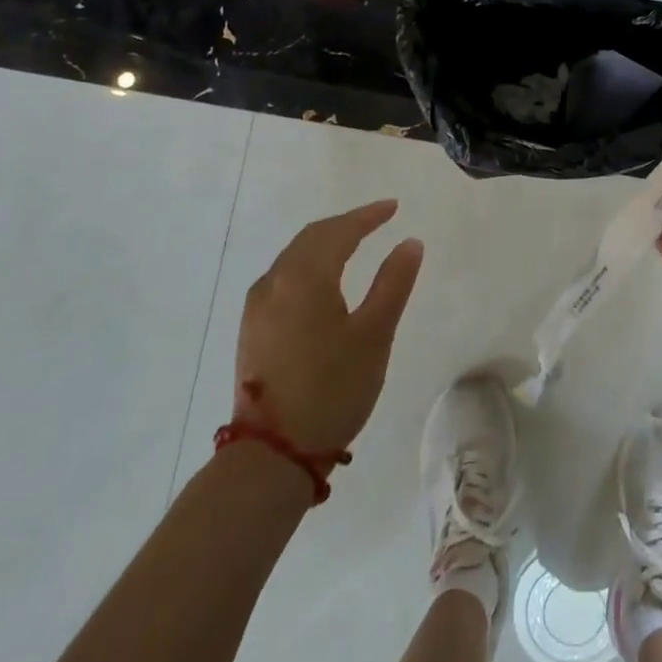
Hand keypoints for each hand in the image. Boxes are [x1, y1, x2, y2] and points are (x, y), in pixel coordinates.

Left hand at [234, 199, 422, 455]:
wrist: (272, 454)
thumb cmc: (333, 389)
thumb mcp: (374, 334)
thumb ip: (393, 283)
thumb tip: (410, 243)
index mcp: (304, 277)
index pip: (338, 231)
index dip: (367, 216)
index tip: (393, 207)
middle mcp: (274, 282)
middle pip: (311, 238)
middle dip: (345, 225)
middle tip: (376, 220)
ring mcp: (257, 307)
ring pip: (293, 257)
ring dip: (324, 243)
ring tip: (353, 243)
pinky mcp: (251, 329)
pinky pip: (283, 277)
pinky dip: (308, 265)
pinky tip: (322, 279)